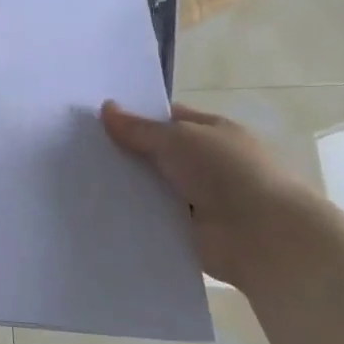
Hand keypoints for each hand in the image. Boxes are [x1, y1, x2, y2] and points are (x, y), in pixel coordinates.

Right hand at [101, 100, 334, 290]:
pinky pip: (154, 218)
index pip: (168, 118)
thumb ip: (139, 128)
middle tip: (80, 150)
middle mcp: (206, 162)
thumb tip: (106, 108)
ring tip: (80, 181)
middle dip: (125, 153)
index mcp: (212, 131)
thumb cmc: (226, 172)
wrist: (263, 236)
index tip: (96, 120)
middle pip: (157, 153)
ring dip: (128, 186)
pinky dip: (134, 216)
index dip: (135, 117)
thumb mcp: (177, 138)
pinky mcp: (189, 230)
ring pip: (153, 186)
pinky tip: (101, 212)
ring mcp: (199, 197)